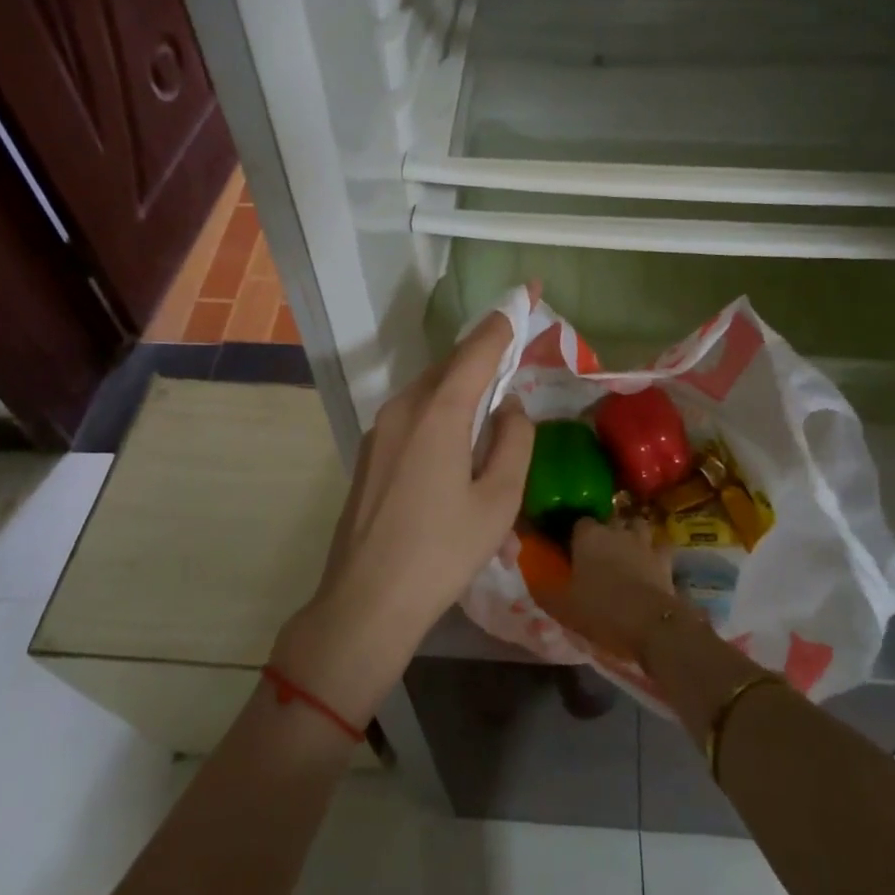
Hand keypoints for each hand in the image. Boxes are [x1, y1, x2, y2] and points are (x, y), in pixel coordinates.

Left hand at [273, 312, 533, 722]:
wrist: (365, 602)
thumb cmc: (441, 553)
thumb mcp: (497, 501)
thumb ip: (513, 441)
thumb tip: (510, 406)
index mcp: (438, 412)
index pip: (478, 348)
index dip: (507, 318)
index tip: (530, 291)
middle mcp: (404, 406)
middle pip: (452, 364)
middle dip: (486, 352)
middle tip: (518, 350)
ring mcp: (381, 428)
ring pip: (431, 388)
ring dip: (464, 384)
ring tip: (493, 403)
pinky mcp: (371, 450)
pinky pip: (415, 412)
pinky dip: (443, 408)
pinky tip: (458, 440)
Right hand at [536, 517, 680, 663]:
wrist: (648, 622)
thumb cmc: (600, 609)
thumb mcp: (562, 606)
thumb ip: (545, 589)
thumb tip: (532, 579)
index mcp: (588, 535)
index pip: (579, 522)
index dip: (575, 534)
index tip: (572, 548)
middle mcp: (615, 529)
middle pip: (609, 519)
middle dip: (605, 530)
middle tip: (599, 550)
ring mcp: (643, 541)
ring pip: (637, 525)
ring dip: (632, 532)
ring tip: (627, 548)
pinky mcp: (664, 558)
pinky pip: (661, 546)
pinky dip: (656, 550)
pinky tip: (652, 560)